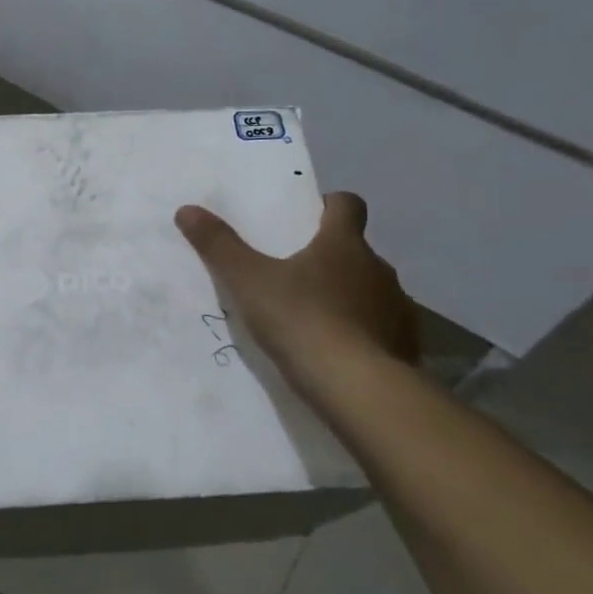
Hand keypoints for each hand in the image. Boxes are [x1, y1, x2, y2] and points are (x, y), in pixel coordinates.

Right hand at [176, 192, 417, 392]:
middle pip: (356, 250)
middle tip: (294, 274)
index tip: (308, 217)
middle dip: (329, 258)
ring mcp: (397, 308)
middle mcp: (378, 268)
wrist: (359, 388)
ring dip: (347, 297)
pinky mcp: (405, 347)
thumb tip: (187, 209)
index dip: (328, 205)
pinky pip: (381, 330)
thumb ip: (219, 246)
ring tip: (313, 319)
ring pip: (369, 291)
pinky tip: (338, 355)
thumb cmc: (302, 320)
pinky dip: (362, 335)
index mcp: (344, 243)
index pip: (348, 205)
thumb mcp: (249, 282)